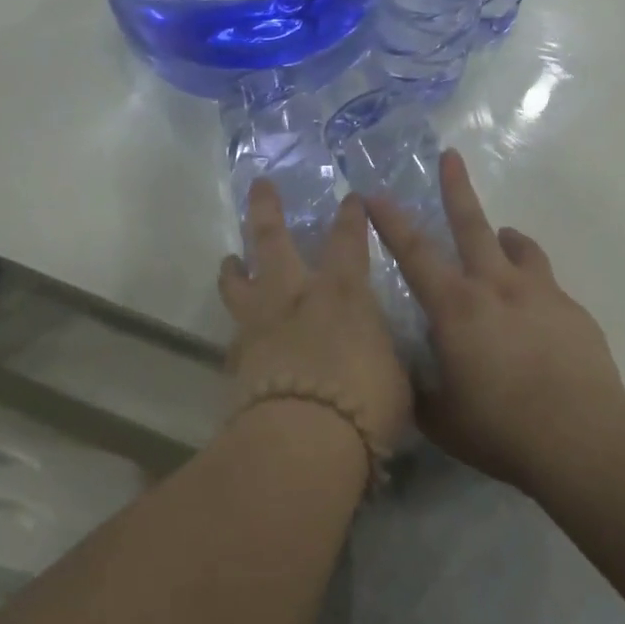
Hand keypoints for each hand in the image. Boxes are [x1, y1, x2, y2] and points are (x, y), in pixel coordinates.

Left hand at [218, 182, 413, 452]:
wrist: (304, 438)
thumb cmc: (365, 402)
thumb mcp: (393, 374)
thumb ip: (380, 352)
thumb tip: (375, 351)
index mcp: (342, 292)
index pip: (348, 241)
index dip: (350, 217)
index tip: (350, 199)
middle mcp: (295, 295)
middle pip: (273, 239)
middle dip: (267, 209)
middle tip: (259, 185)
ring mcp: (260, 322)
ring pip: (238, 281)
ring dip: (235, 266)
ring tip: (230, 258)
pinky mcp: (237, 357)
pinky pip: (235, 333)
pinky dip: (239, 329)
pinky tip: (240, 335)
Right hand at [368, 150, 624, 490]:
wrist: (584, 440)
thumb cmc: (501, 430)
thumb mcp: (441, 419)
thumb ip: (417, 390)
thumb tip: (402, 376)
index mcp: (455, 307)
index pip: (413, 253)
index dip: (390, 221)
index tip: (374, 194)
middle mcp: (495, 287)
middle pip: (472, 225)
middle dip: (456, 188)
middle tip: (451, 156)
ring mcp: (539, 294)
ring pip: (519, 247)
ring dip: (505, 237)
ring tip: (502, 240)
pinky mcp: (573, 312)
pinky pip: (547, 286)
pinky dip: (533, 287)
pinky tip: (536, 319)